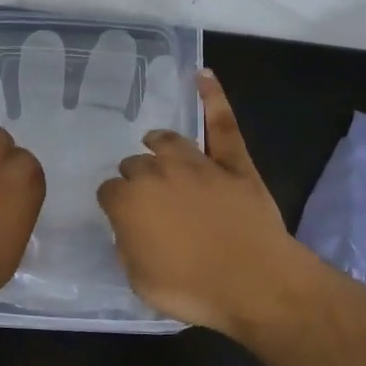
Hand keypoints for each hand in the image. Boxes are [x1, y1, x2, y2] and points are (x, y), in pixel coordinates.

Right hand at [97, 70, 313, 332]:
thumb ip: (127, 247)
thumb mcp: (141, 281)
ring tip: (155, 144)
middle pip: (135, 165)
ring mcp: (197, 163)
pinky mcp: (232, 162)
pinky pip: (221, 122)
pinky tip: (203, 75)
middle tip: (147, 200)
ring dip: (158, 144)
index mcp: (129, 201)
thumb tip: (129, 229)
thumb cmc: (193, 289)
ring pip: (168, 141)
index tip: (123, 218)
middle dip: (136, 178)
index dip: (115, 205)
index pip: (110, 192)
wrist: (255, 283)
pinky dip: (213, 97)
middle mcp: (158, 173)